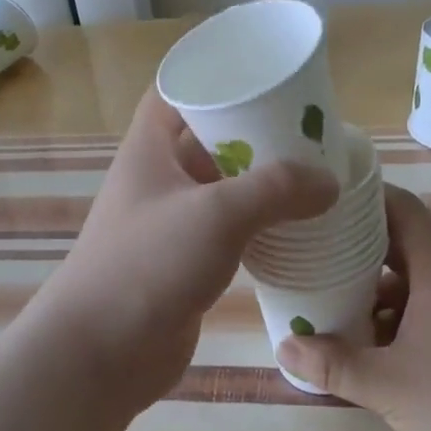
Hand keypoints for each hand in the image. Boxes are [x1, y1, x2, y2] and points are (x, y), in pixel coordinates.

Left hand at [33, 88, 337, 416]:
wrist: (101, 354)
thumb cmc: (148, 265)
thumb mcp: (217, 214)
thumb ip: (276, 189)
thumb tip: (329, 182)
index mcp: (150, 148)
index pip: (178, 89)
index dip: (216, 76)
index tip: (266, 76)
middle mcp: (158, 177)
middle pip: (209, 137)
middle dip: (255, 131)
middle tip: (308, 129)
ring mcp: (171, 221)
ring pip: (223, 185)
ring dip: (262, 181)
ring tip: (314, 173)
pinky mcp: (185, 260)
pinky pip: (228, 228)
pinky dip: (259, 223)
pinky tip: (297, 226)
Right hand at [279, 185, 430, 430]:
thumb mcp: (388, 386)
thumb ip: (333, 365)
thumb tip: (284, 347)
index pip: (401, 207)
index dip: (364, 199)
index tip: (327, 203)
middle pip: (408, 244)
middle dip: (362, 253)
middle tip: (318, 260)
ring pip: (425, 280)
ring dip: (385, 292)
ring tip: (345, 311)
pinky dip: (412, 314)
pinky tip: (389, 350)